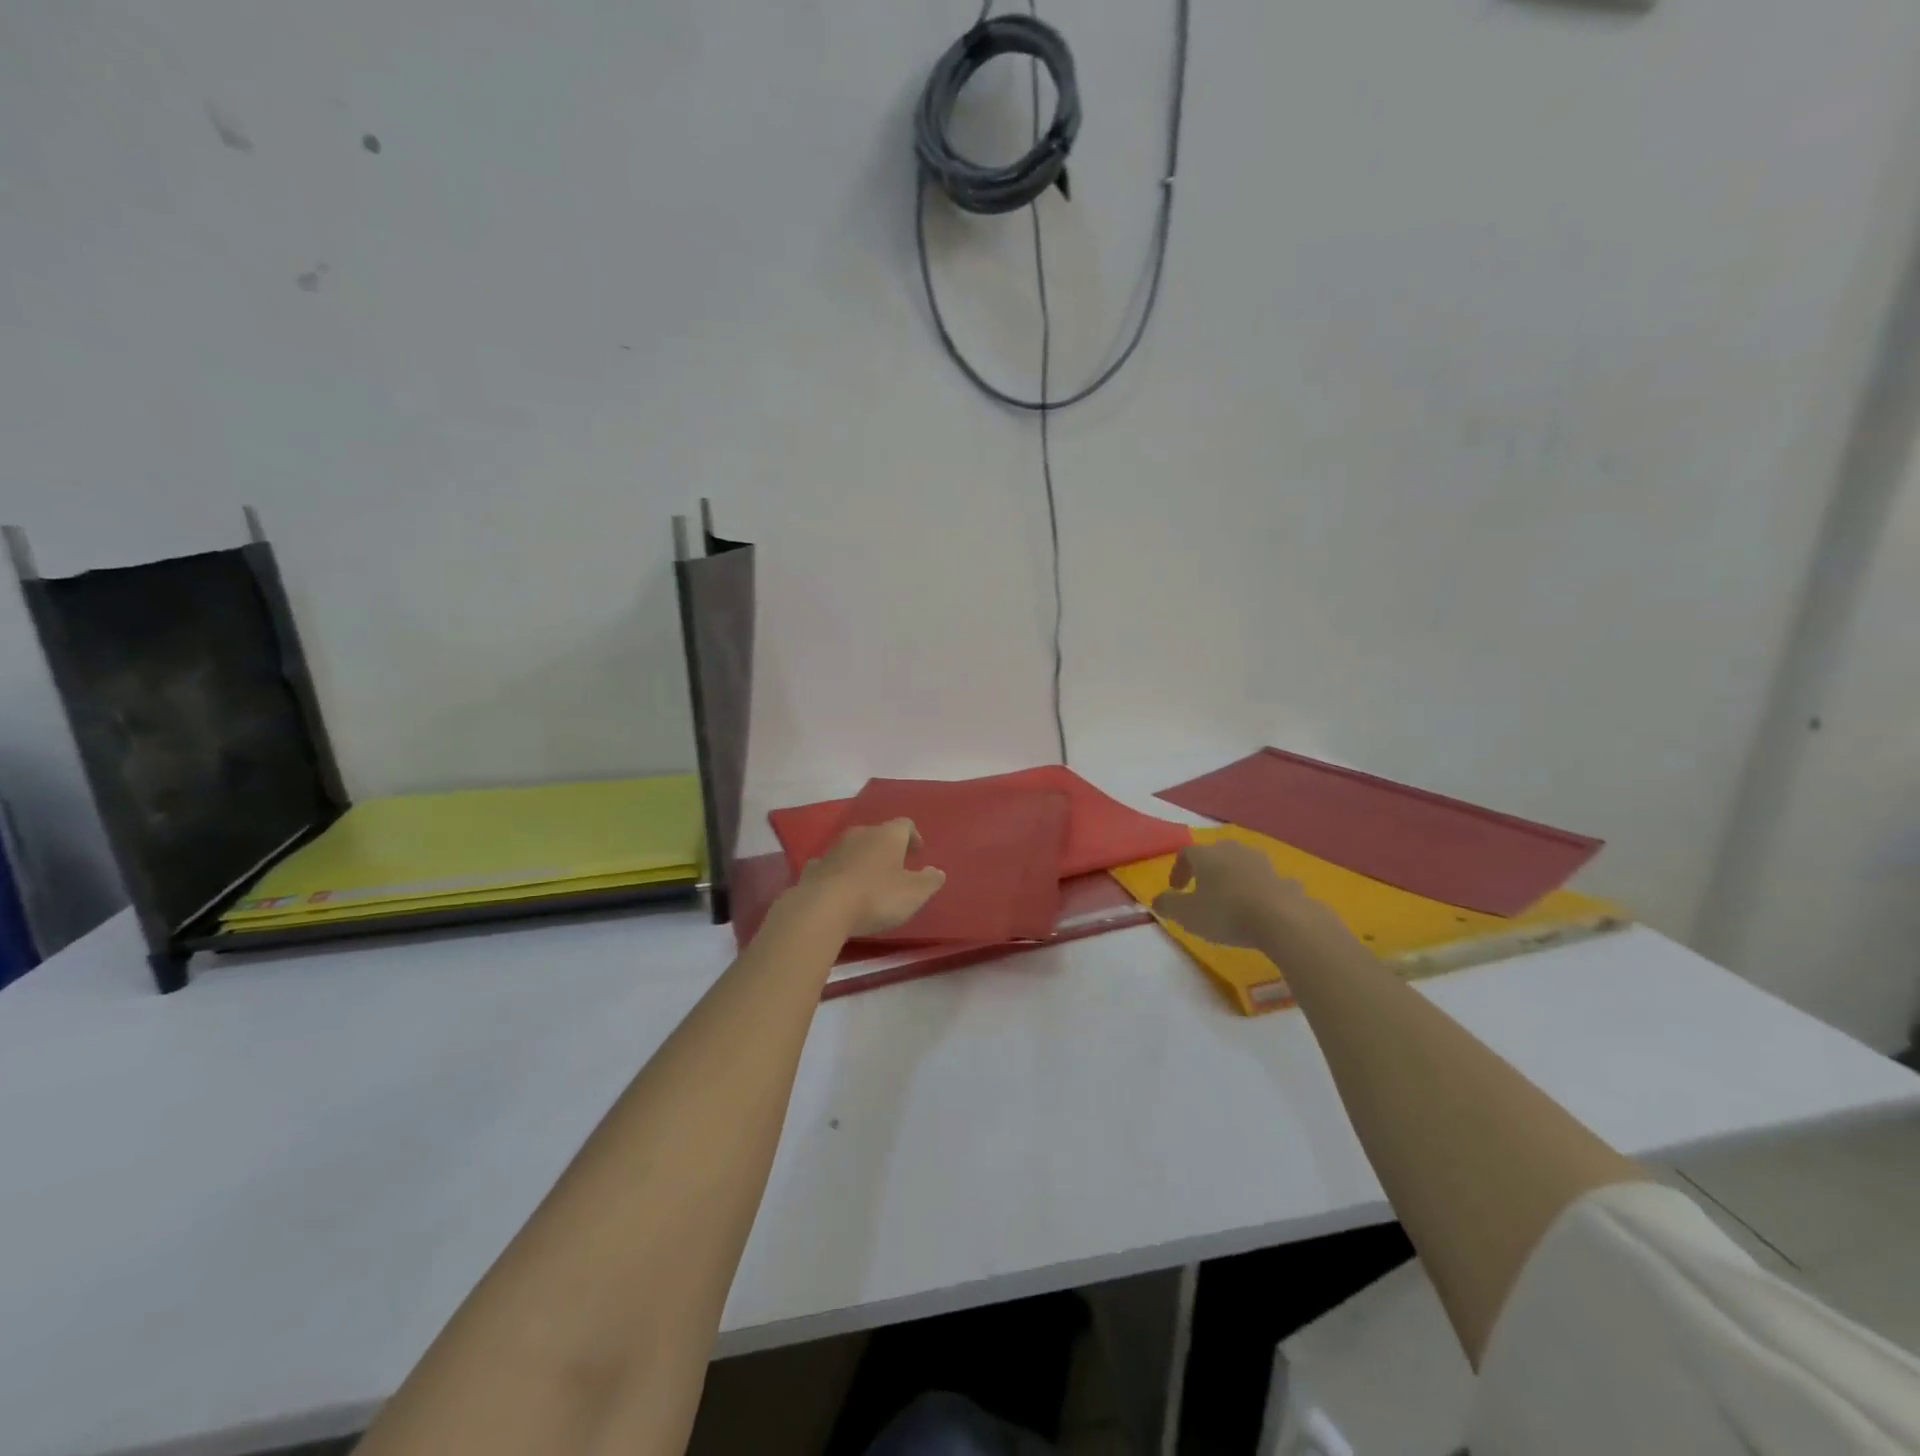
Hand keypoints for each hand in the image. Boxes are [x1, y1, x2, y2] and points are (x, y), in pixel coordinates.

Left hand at [796, 818, 946, 938]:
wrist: (822, 908)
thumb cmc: (876, 897)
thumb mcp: (914, 893)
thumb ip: (929, 881)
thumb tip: (937, 872)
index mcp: (888, 835)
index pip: (905, 824)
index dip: (913, 837)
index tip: (918, 853)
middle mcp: (861, 834)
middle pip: (878, 834)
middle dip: (888, 848)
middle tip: (896, 866)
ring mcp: (834, 849)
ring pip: (854, 847)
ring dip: (863, 859)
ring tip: (870, 880)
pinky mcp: (814, 867)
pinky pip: (832, 865)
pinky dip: (840, 872)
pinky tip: (841, 889)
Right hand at [1151, 839, 1319, 948]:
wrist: (1282, 918)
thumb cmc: (1226, 913)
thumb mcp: (1186, 914)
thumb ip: (1168, 904)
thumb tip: (1158, 900)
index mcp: (1206, 854)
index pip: (1186, 852)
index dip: (1178, 869)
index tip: (1176, 889)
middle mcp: (1233, 850)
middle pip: (1215, 854)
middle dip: (1206, 870)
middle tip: (1201, 890)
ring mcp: (1261, 862)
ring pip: (1240, 865)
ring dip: (1232, 878)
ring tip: (1230, 900)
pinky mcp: (1283, 877)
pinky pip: (1263, 881)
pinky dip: (1256, 890)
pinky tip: (1257, 909)